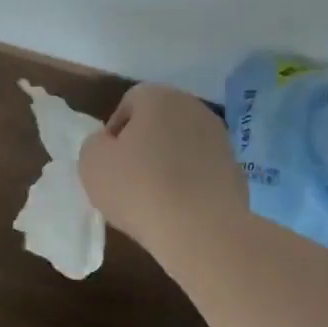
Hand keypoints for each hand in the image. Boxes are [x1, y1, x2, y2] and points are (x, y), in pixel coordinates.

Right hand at [79, 84, 246, 263]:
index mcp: (159, 97)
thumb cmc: (138, 188)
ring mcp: (220, 138)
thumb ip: (96, 144)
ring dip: (168, 163)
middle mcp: (194, 108)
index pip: (130, 102)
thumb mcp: (92, 162)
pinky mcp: (236, 169)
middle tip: (128, 177)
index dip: (114, 131)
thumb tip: (110, 145)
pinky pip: (201, 170)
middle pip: (159, 121)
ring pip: (182, 145)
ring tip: (154, 197)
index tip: (109, 161)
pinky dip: (189, 183)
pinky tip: (179, 208)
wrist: (200, 229)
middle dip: (143, 144)